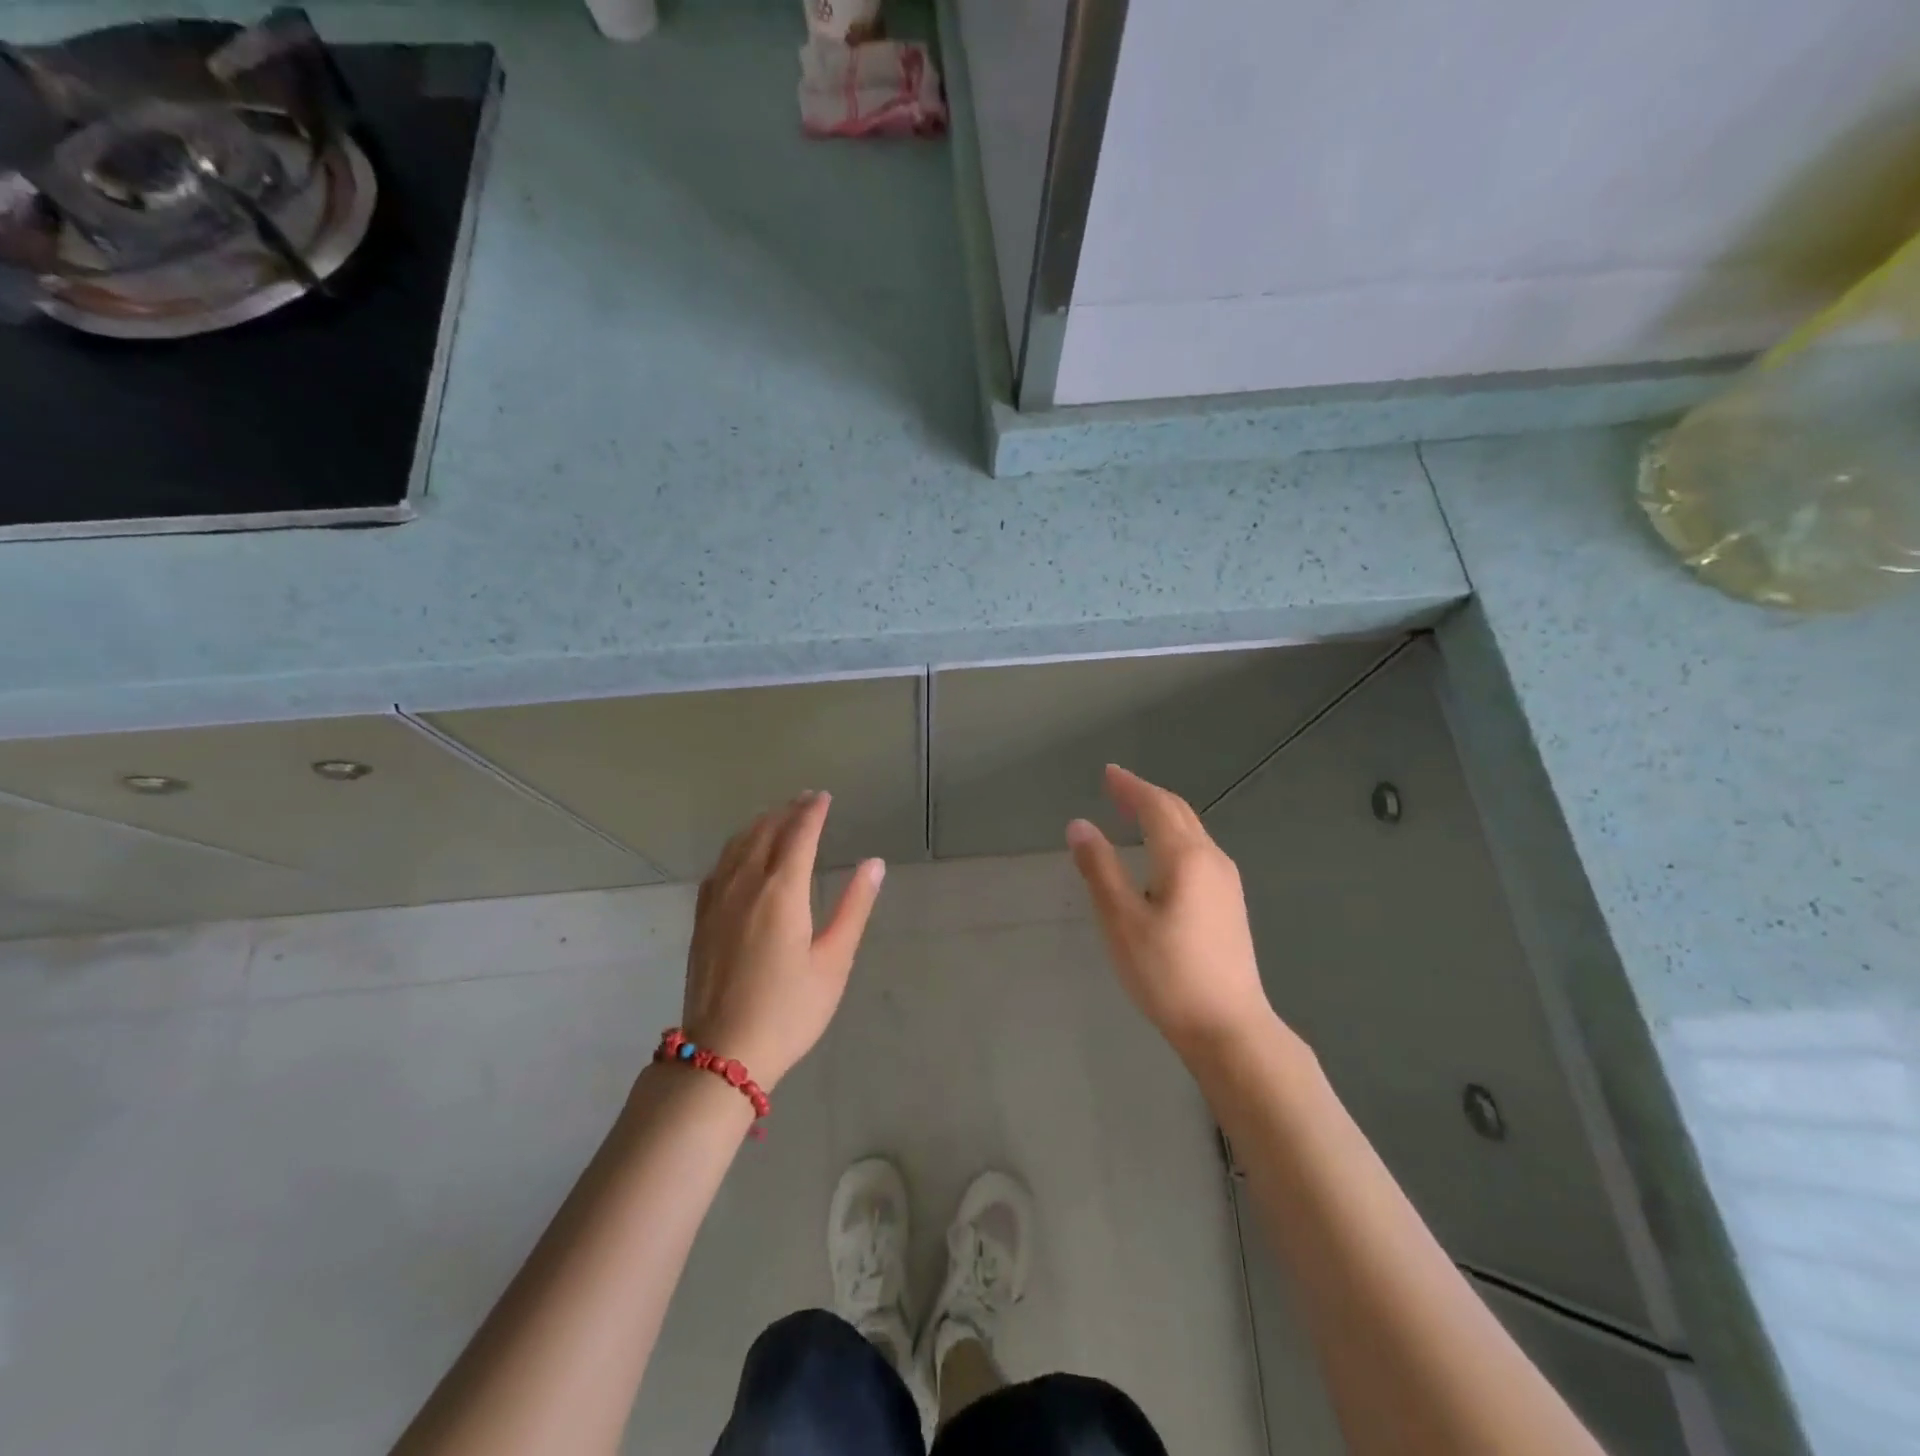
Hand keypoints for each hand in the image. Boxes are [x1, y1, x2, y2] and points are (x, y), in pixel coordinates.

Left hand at [680, 791, 884, 1088]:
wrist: (723, 1052)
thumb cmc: (789, 1010)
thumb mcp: (833, 961)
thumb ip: (854, 907)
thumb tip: (874, 864)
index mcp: (782, 892)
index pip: (799, 836)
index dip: (812, 812)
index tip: (824, 796)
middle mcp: (746, 885)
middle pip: (766, 833)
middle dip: (787, 811)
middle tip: (806, 799)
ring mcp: (718, 901)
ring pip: (738, 846)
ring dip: (760, 824)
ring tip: (777, 815)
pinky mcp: (702, 919)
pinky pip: (719, 867)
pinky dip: (735, 847)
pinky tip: (740, 853)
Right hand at [1067, 765, 1274, 1059]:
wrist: (1229, 1027)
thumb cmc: (1167, 973)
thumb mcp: (1122, 921)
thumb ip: (1100, 869)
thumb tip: (1079, 825)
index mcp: (1185, 857)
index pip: (1155, 806)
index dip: (1130, 787)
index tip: (1108, 773)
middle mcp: (1212, 860)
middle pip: (1179, 813)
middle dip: (1146, 796)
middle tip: (1115, 788)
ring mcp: (1227, 882)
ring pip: (1192, 832)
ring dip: (1162, 815)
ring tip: (1132, 814)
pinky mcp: (1230, 904)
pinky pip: (1199, 851)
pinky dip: (1174, 837)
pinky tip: (1160, 856)